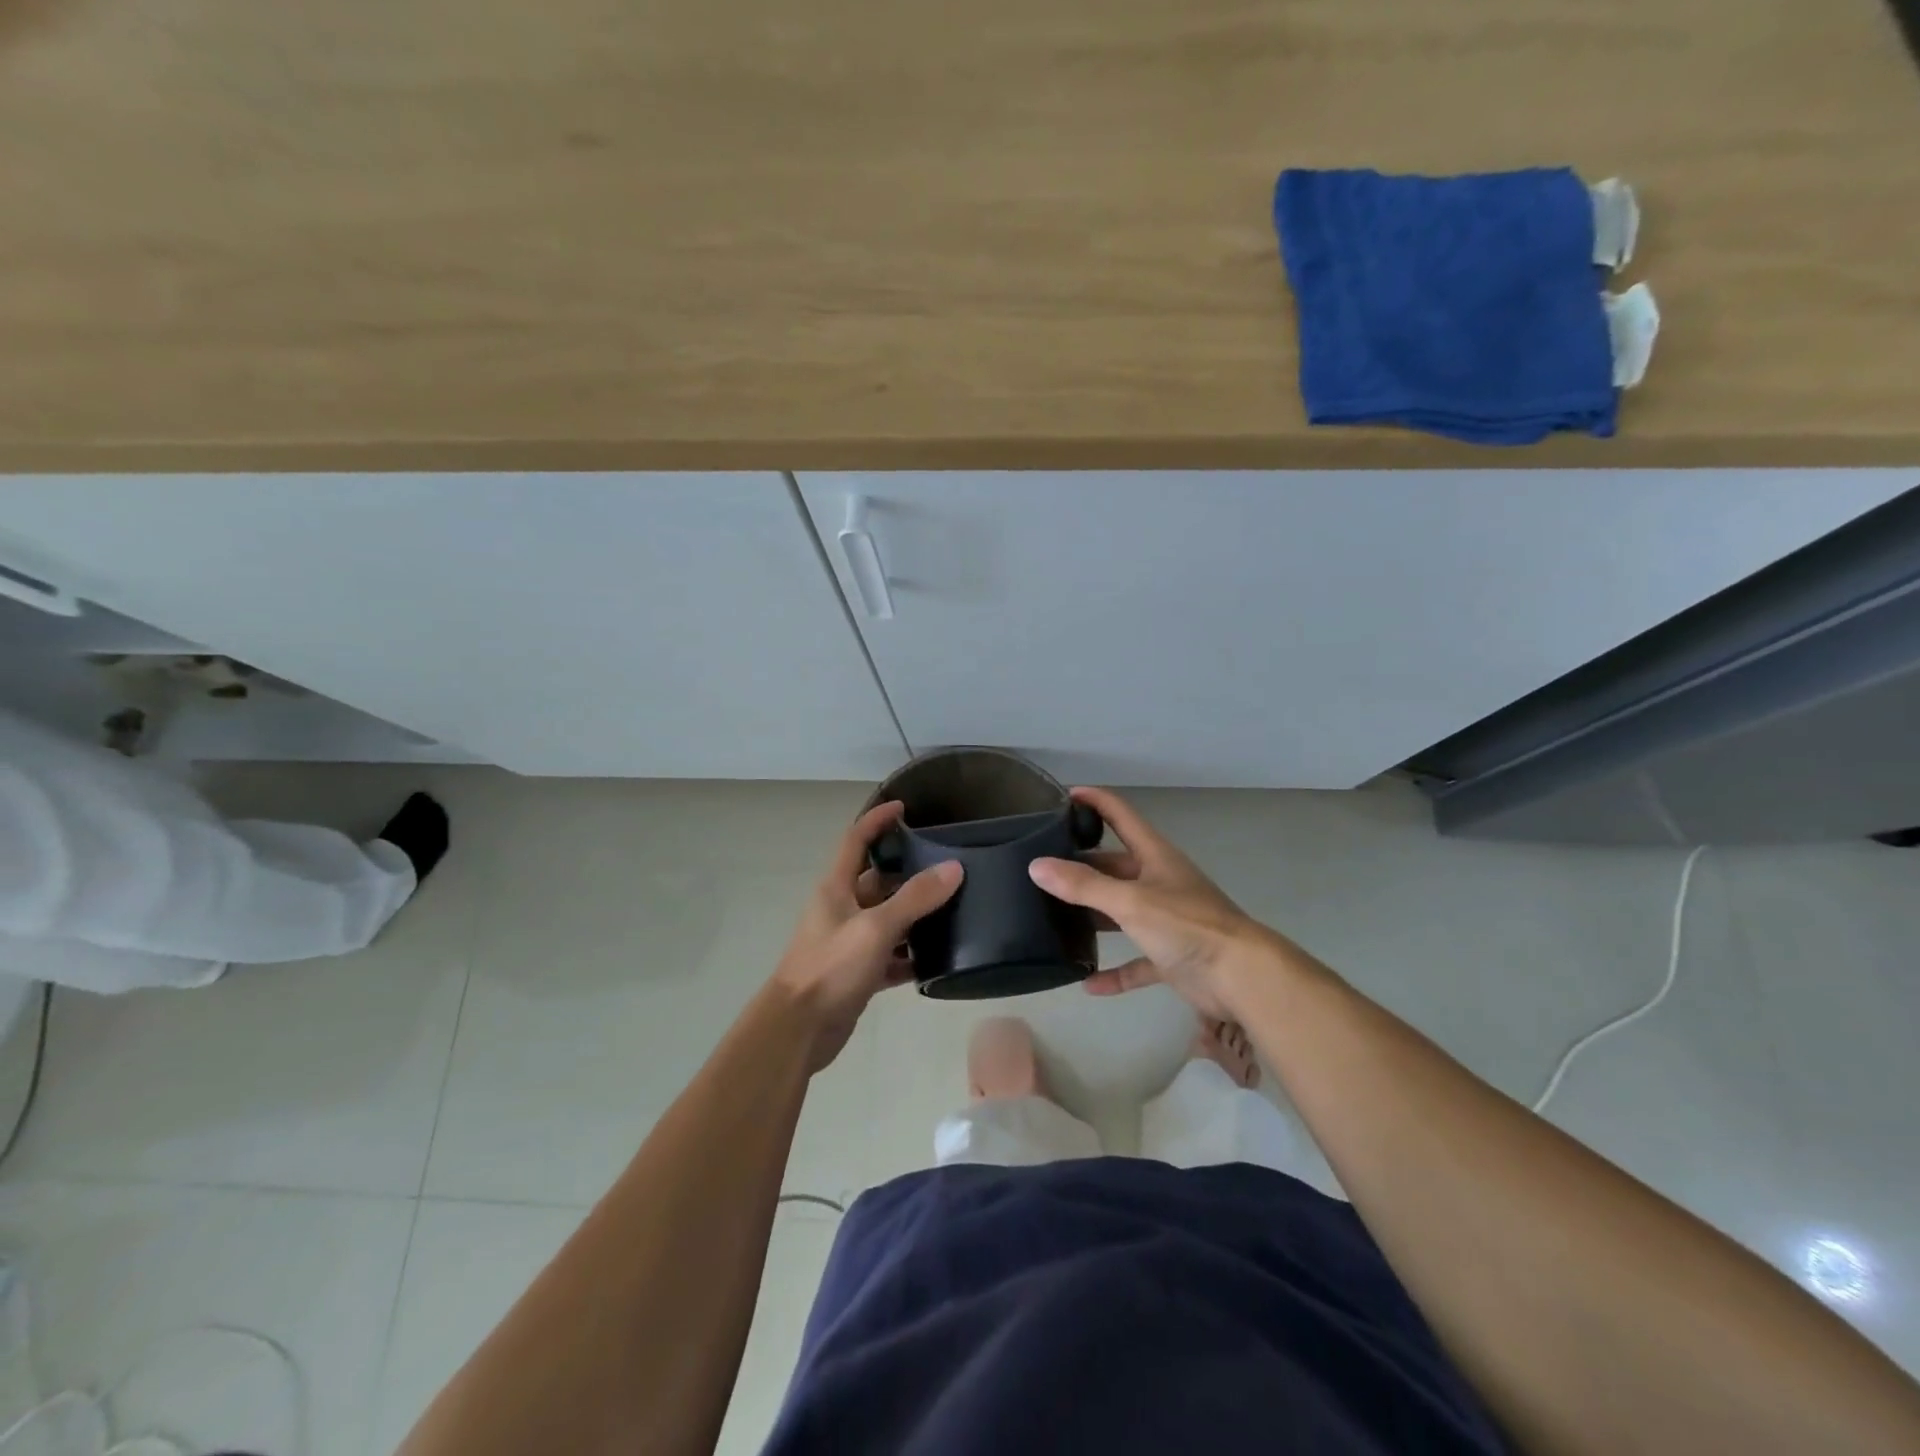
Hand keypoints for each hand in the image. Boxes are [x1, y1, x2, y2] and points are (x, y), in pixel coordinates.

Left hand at [772, 800, 962, 1072]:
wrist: (797, 1030)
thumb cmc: (830, 968)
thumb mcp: (875, 928)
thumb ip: (915, 898)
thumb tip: (954, 868)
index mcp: (836, 887)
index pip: (856, 840)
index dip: (877, 820)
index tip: (905, 808)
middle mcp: (842, 909)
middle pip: (878, 880)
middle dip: (909, 872)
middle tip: (949, 866)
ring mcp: (850, 942)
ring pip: (888, 919)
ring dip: (915, 916)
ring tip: (955, 909)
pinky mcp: (858, 973)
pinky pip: (890, 956)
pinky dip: (911, 956)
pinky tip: (940, 958)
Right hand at [1028, 787, 1278, 1019]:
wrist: (1241, 976)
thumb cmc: (1186, 925)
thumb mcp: (1129, 901)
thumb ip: (1083, 885)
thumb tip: (1036, 866)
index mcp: (1154, 856)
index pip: (1121, 816)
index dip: (1094, 802)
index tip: (1063, 796)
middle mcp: (1159, 882)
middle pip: (1114, 866)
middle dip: (1082, 867)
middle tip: (1042, 869)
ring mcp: (1166, 920)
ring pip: (1121, 912)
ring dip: (1093, 917)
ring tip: (1053, 917)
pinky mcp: (1170, 956)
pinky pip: (1135, 961)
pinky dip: (1114, 971)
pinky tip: (1087, 983)